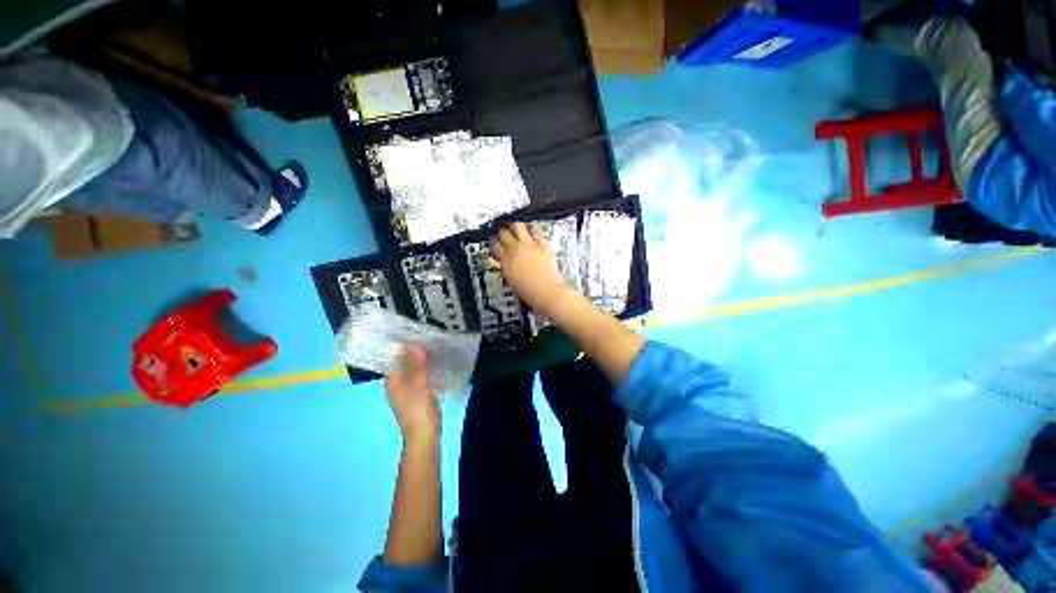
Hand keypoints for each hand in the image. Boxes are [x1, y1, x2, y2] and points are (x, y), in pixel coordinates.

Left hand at [384, 345, 439, 443]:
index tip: (412, 335)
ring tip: (434, 348)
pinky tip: (439, 364)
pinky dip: (429, 372)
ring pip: (415, 372)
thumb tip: (415, 345)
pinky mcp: (420, 396)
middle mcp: (398, 386)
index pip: (393, 361)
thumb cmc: (418, 409)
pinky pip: (423, 379)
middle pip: (405, 366)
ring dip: (423, 362)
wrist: (425, 435)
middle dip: (414, 354)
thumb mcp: (419, 384)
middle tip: (426, 338)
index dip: (401, 349)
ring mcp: (410, 392)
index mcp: (392, 384)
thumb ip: (418, 365)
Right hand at [489, 222, 575, 317]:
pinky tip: (530, 228)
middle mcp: (515, 250)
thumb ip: (506, 267)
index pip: (494, 245)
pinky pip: (534, 229)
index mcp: (505, 262)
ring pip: (517, 226)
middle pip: (504, 233)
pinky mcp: (542, 244)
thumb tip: (503, 261)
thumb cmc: (530, 292)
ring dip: (515, 226)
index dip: (494, 242)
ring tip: (516, 228)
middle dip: (503, 233)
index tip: (495, 242)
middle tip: (505, 233)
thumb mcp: (511, 280)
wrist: (548, 292)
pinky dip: (530, 227)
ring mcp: (529, 245)